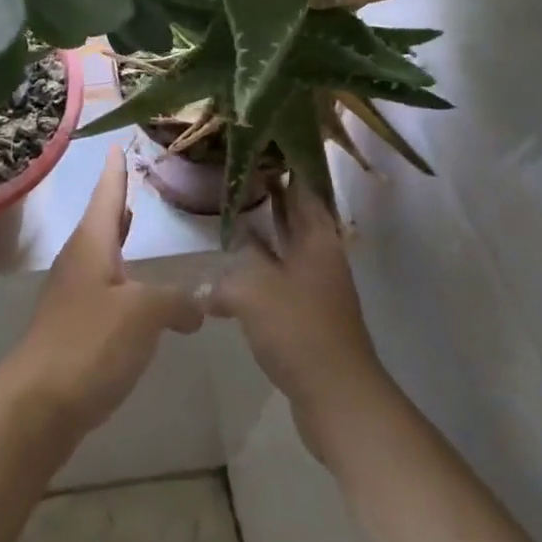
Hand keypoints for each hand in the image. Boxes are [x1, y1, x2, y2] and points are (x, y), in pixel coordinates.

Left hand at [5, 150, 204, 434]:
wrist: (37, 404)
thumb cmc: (89, 343)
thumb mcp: (142, 314)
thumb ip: (174, 301)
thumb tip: (198, 301)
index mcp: (91, 245)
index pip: (106, 195)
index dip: (115, 171)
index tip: (115, 145)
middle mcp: (78, 261)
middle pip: (100, 221)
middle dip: (115, 201)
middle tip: (129, 179)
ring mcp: (71, 295)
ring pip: (99, 254)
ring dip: (116, 238)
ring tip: (133, 222)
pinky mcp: (72, 326)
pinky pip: (100, 286)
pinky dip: (119, 276)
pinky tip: (134, 293)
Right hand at [209, 181, 390, 464]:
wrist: (338, 399)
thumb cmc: (300, 329)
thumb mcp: (253, 288)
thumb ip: (225, 275)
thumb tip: (204, 283)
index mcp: (316, 236)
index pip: (300, 184)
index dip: (281, 162)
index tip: (254, 142)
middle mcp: (319, 253)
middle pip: (292, 213)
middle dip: (265, 193)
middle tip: (230, 172)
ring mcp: (314, 285)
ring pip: (283, 245)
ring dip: (258, 232)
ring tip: (223, 215)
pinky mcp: (304, 313)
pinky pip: (276, 277)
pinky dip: (255, 268)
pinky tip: (227, 274)